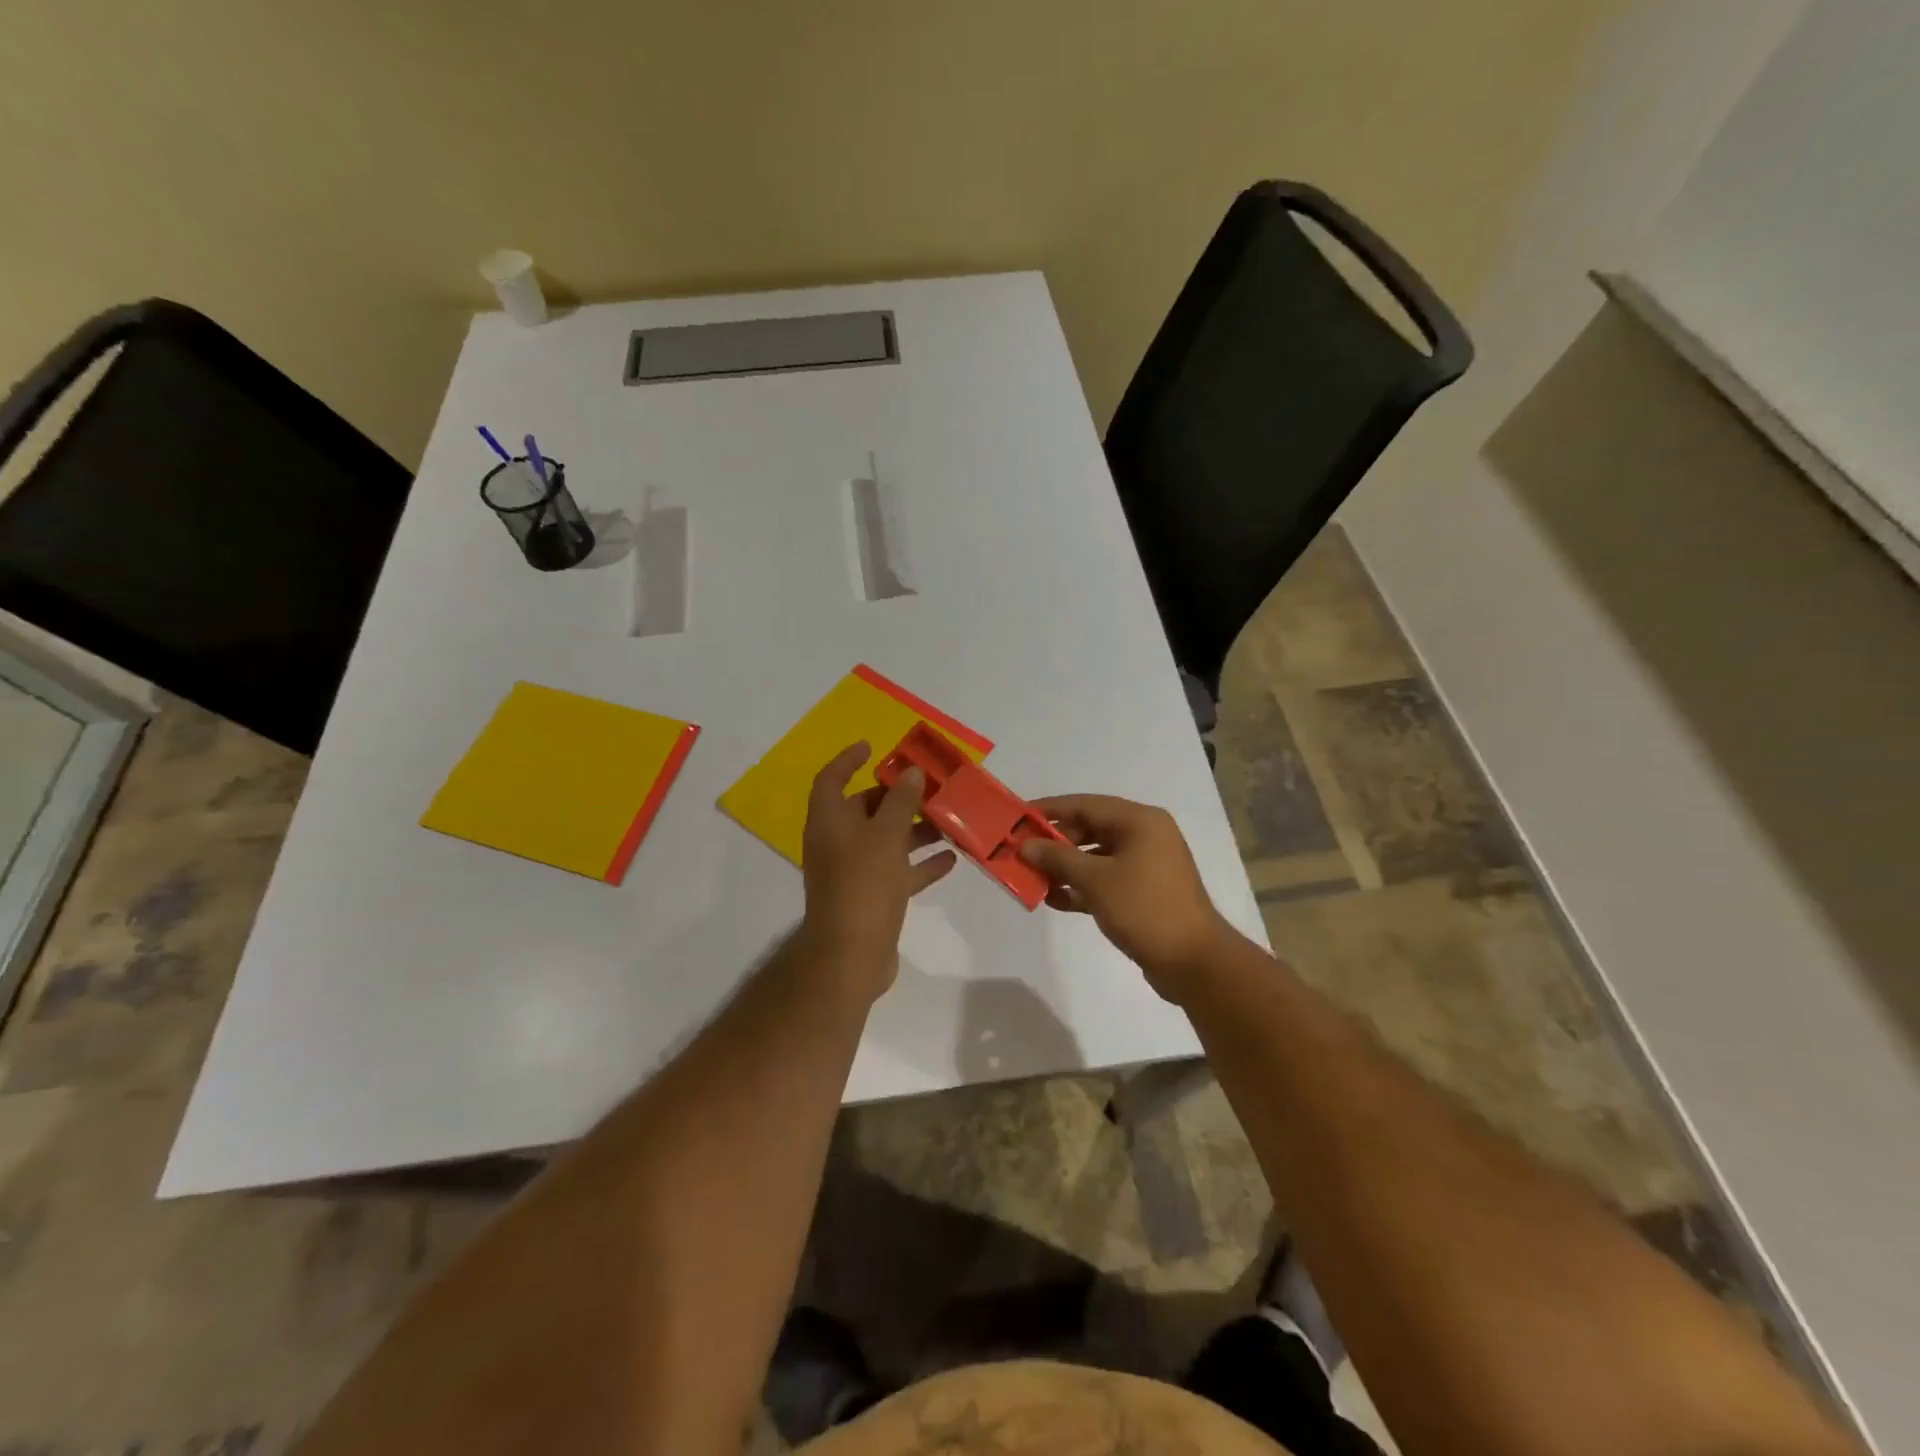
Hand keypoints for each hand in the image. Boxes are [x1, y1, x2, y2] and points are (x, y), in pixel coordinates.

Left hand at [800, 742, 956, 995]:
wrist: (851, 956)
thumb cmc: (863, 885)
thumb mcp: (886, 836)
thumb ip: (901, 802)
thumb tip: (911, 772)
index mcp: (829, 823)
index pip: (831, 779)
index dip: (848, 760)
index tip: (873, 747)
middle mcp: (837, 844)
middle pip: (864, 810)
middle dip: (896, 798)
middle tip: (929, 787)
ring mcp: (854, 873)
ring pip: (886, 841)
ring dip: (914, 831)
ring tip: (949, 822)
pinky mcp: (872, 899)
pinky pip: (898, 873)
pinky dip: (920, 864)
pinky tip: (951, 859)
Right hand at [1019, 794, 1237, 1001]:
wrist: (1194, 962)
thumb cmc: (1145, 908)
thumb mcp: (1096, 880)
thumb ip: (1057, 859)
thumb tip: (1026, 845)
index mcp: (1139, 821)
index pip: (1085, 804)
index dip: (1049, 810)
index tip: (1018, 817)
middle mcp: (1145, 836)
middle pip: (1090, 829)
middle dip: (1054, 843)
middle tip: (1021, 853)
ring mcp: (1146, 866)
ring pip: (1095, 857)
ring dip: (1065, 868)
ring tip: (1032, 880)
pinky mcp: (1143, 892)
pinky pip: (1105, 880)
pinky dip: (1082, 887)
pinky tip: (1055, 900)